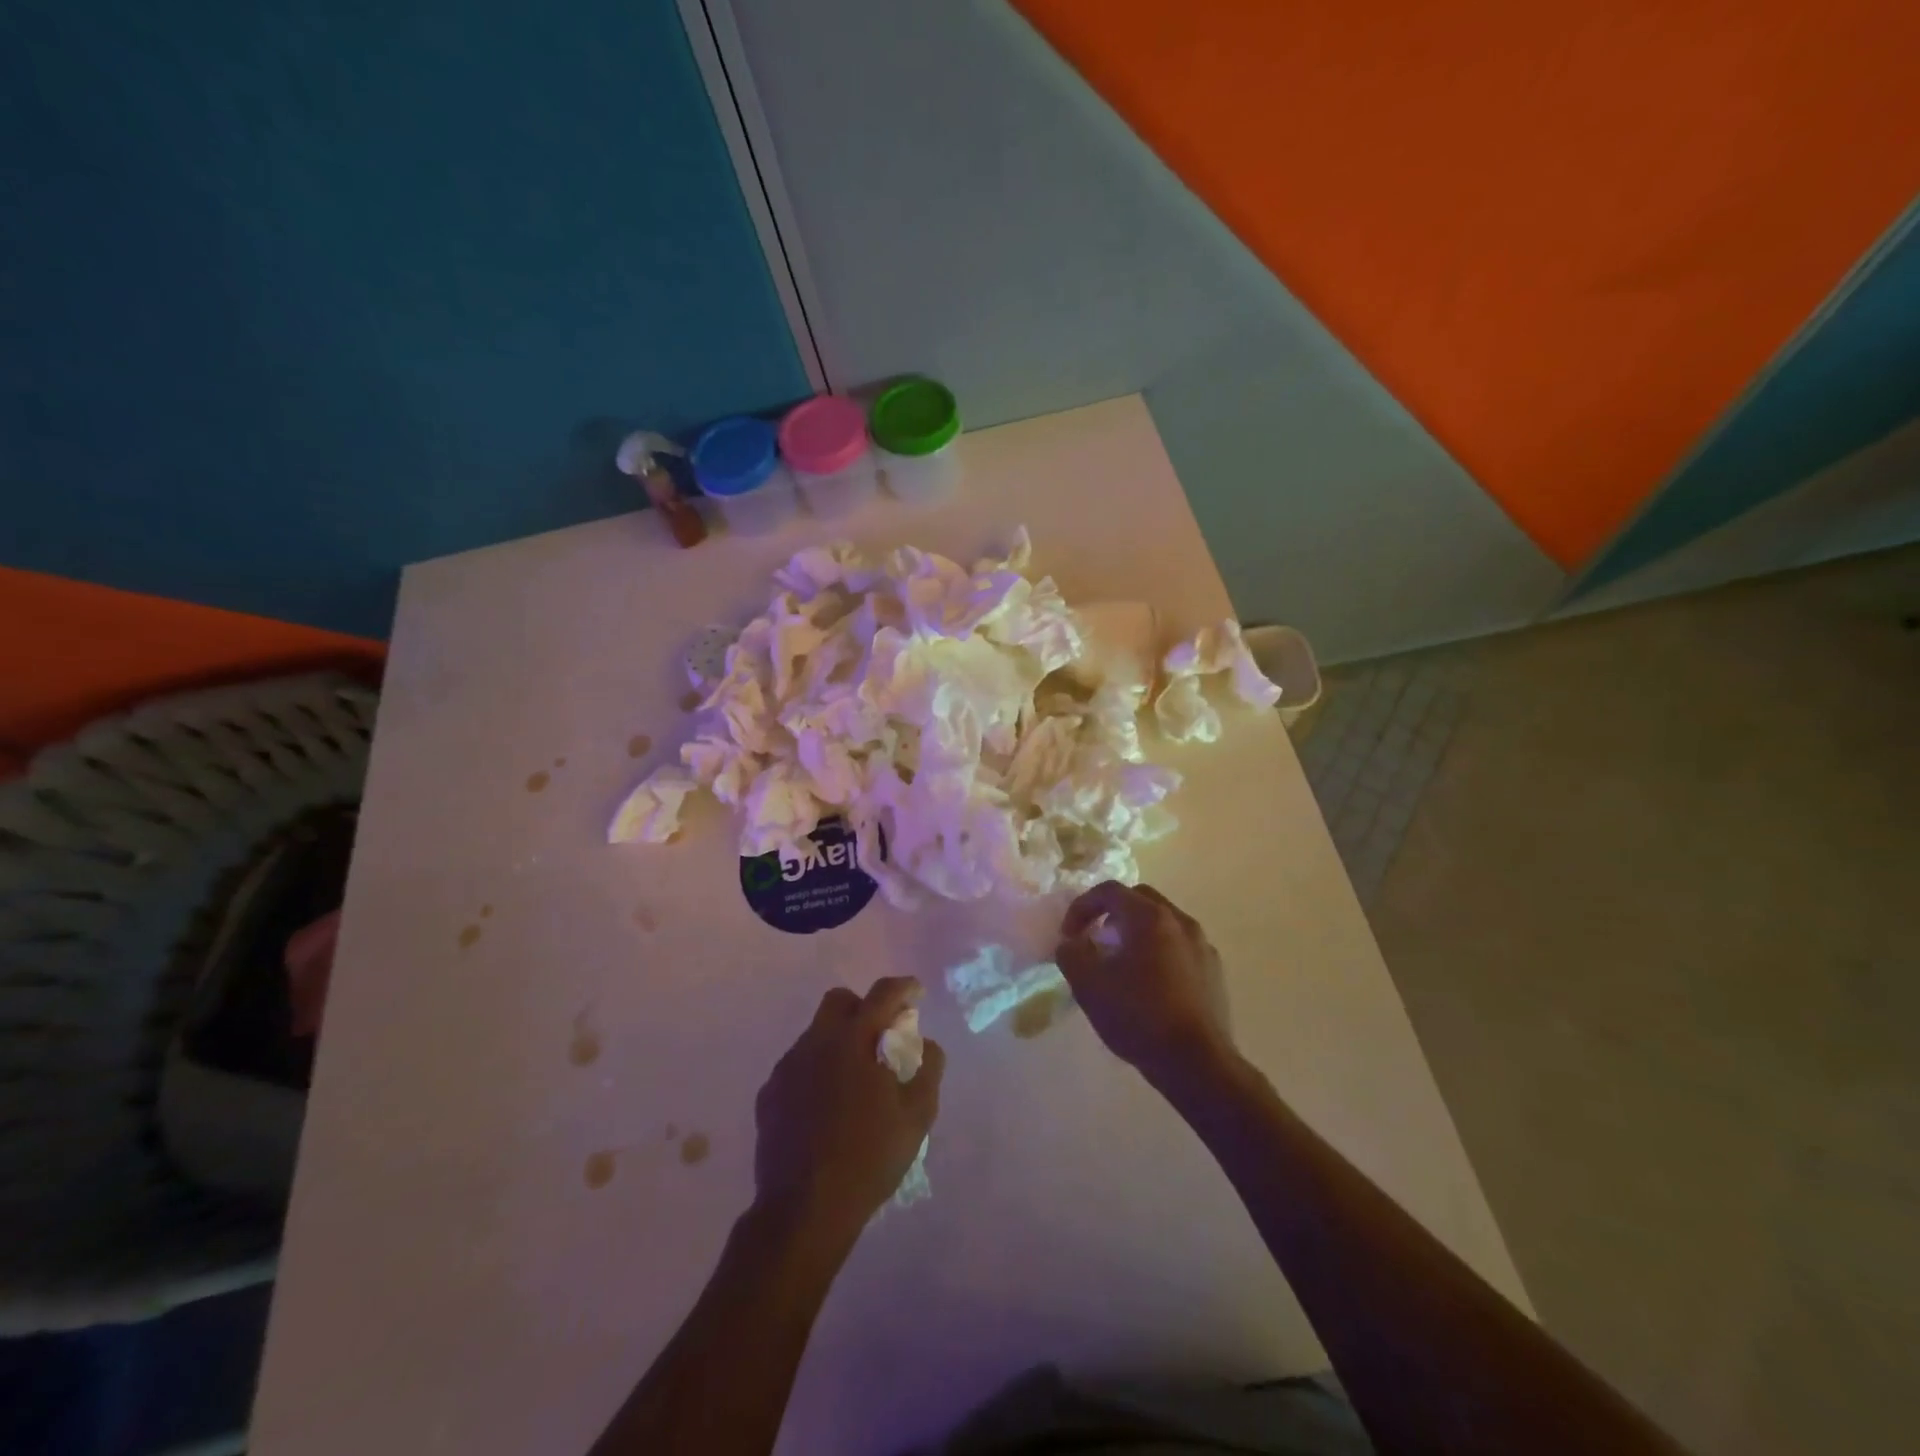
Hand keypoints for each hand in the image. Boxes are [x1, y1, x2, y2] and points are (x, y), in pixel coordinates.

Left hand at [753, 977, 944, 1241]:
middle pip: (839, 1001)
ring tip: (854, 1079)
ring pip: (816, 1034)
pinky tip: (826, 1105)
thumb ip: (927, 1069)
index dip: (903, 988)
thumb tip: (925, 1043)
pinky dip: (816, 1070)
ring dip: (839, 1041)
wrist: (804, 1209)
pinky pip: (797, 1065)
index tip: (915, 993)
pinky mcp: (769, 1093)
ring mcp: (787, 1067)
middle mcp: (816, 1042)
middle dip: (863, 1007)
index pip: (882, 994)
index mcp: (854, 1040)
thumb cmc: (868, 1158)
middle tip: (881, 1035)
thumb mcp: (916, 1116)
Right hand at [1056, 881, 1234, 1089]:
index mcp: (1150, 917)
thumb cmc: (1139, 1016)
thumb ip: (1071, 954)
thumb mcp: (1089, 985)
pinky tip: (1148, 985)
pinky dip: (1158, 952)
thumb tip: (1072, 944)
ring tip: (1120, 964)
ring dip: (1136, 933)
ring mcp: (1202, 946)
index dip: (1081, 907)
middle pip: (1139, 900)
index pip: (1109, 891)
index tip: (1068, 936)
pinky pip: (1179, 947)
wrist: (1197, 1064)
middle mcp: (1181, 921)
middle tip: (1094, 940)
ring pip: (1162, 923)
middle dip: (1111, 913)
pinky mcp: (1214, 972)